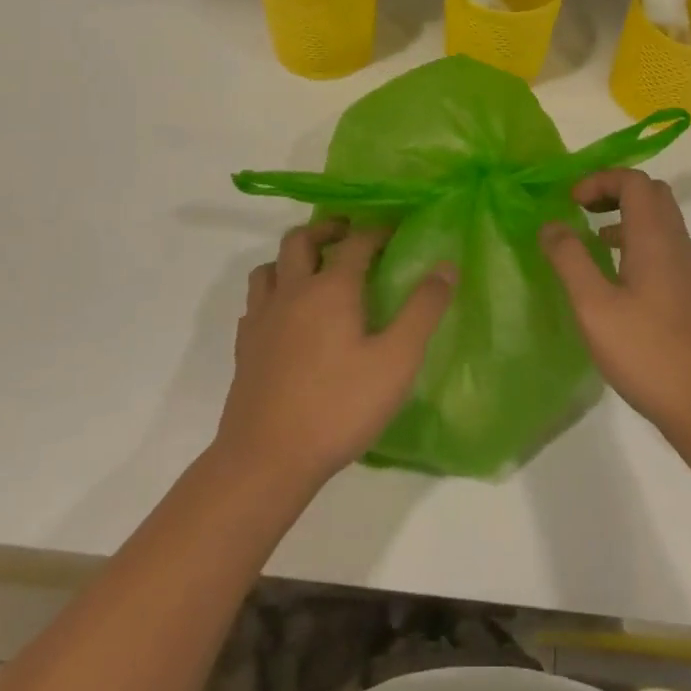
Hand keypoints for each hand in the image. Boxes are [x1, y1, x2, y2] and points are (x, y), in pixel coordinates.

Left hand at [215, 222, 453, 490]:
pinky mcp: (245, 347)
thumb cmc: (339, 407)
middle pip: (300, 240)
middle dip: (326, 230)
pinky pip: (255, 302)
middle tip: (347, 234)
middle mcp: (292, 292)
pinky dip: (272, 293)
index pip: (356, 242)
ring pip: (269, 267)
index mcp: (331, 289)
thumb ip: (423, 310)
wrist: (266, 460)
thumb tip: (446, 266)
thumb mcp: (396, 360)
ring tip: (313, 269)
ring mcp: (262, 319)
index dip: (377, 231)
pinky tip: (285, 315)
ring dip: (292, 258)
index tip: (394, 230)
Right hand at [541, 171, 690, 443]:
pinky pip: (662, 244)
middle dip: (614, 190)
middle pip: (651, 193)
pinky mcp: (688, 291)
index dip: (600, 180)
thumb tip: (550, 224)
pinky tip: (614, 274)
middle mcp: (676, 243)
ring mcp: (686, 268)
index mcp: (655, 237)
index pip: (634, 181)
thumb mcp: (593, 306)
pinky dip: (635, 240)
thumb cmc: (646, 352)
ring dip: (625, 215)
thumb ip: (569, 259)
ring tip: (591, 238)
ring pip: (659, 219)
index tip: (570, 202)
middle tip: (582, 209)